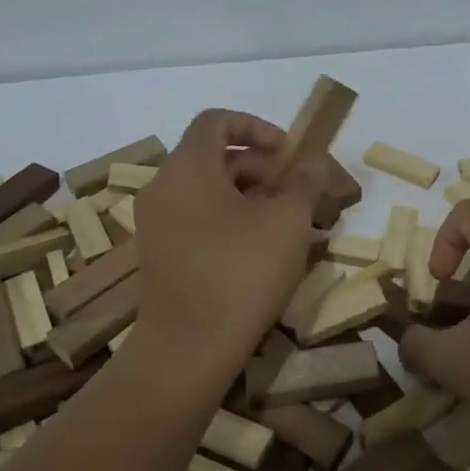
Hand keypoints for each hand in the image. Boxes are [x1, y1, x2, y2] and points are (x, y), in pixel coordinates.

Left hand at [132, 109, 327, 373]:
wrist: (188, 349)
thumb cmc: (241, 272)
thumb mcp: (287, 221)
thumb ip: (303, 182)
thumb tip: (312, 162)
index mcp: (188, 167)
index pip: (216, 121)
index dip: (256, 126)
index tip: (287, 152)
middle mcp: (163, 188)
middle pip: (214, 158)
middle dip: (261, 169)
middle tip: (298, 194)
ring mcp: (157, 224)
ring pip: (209, 193)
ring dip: (251, 198)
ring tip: (290, 226)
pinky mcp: (160, 256)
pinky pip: (198, 221)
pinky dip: (231, 222)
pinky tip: (264, 251)